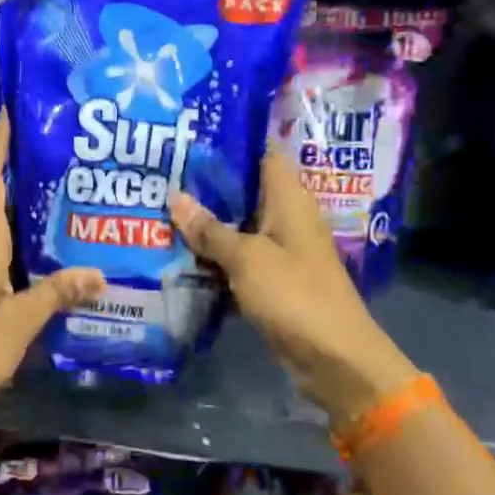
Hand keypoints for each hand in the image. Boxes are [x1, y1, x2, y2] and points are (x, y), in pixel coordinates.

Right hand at [170, 151, 414, 424]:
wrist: (334, 359)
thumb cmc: (294, 295)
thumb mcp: (246, 258)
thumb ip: (210, 228)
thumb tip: (175, 197)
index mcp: (289, 198)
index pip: (260, 152)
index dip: (228, 141)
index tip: (188, 135)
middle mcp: (286, 217)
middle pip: (244, 190)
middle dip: (205, 185)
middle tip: (161, 173)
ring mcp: (281, 250)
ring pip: (238, 225)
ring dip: (206, 223)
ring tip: (160, 208)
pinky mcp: (274, 280)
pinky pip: (238, 257)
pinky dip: (214, 256)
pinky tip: (179, 253)